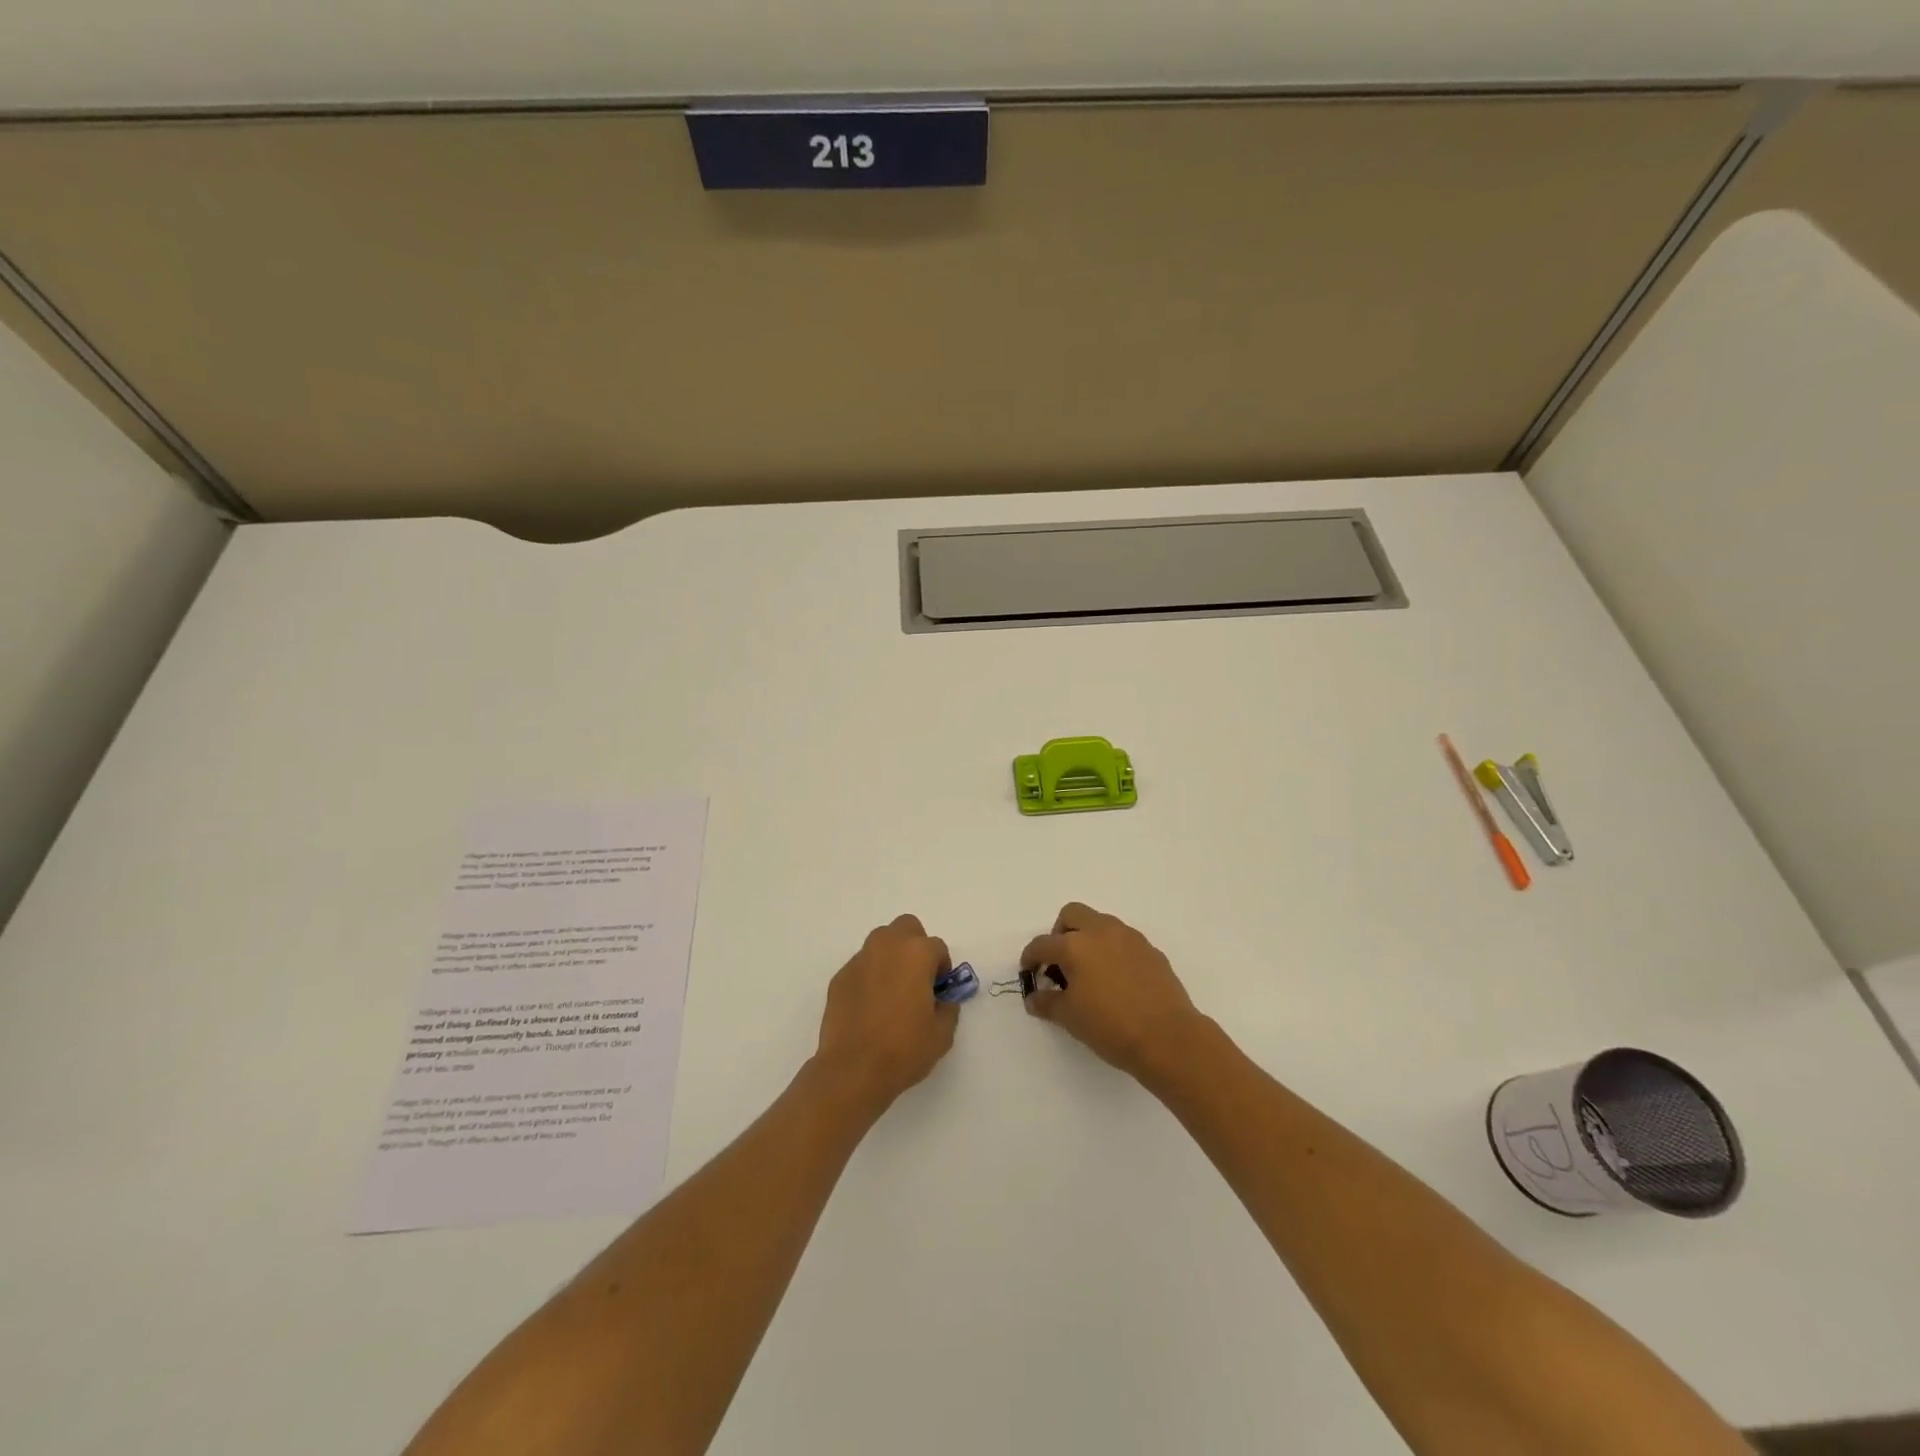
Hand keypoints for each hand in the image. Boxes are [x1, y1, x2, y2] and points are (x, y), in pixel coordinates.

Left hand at [814, 914, 959, 1114]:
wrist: (853, 1070)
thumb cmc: (904, 1049)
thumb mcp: (942, 1034)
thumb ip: (948, 1008)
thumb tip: (942, 1000)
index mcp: (916, 954)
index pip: (937, 948)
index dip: (942, 969)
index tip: (939, 992)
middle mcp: (887, 947)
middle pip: (907, 927)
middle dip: (916, 946)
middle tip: (917, 978)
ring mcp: (860, 960)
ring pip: (881, 942)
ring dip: (891, 956)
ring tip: (893, 990)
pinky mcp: (840, 977)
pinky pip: (862, 966)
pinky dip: (870, 976)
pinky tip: (870, 1006)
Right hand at [1020, 902, 1204, 1081]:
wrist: (1168, 1038)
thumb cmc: (1111, 1027)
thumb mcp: (1070, 1018)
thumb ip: (1047, 1003)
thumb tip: (1034, 998)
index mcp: (1075, 946)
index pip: (1042, 944)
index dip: (1030, 957)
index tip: (1029, 971)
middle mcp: (1101, 932)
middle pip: (1072, 914)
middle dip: (1060, 933)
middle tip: (1060, 962)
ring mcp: (1129, 938)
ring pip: (1100, 923)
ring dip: (1088, 938)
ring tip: (1089, 971)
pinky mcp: (1150, 950)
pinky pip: (1123, 940)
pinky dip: (1112, 950)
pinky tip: (1115, 979)